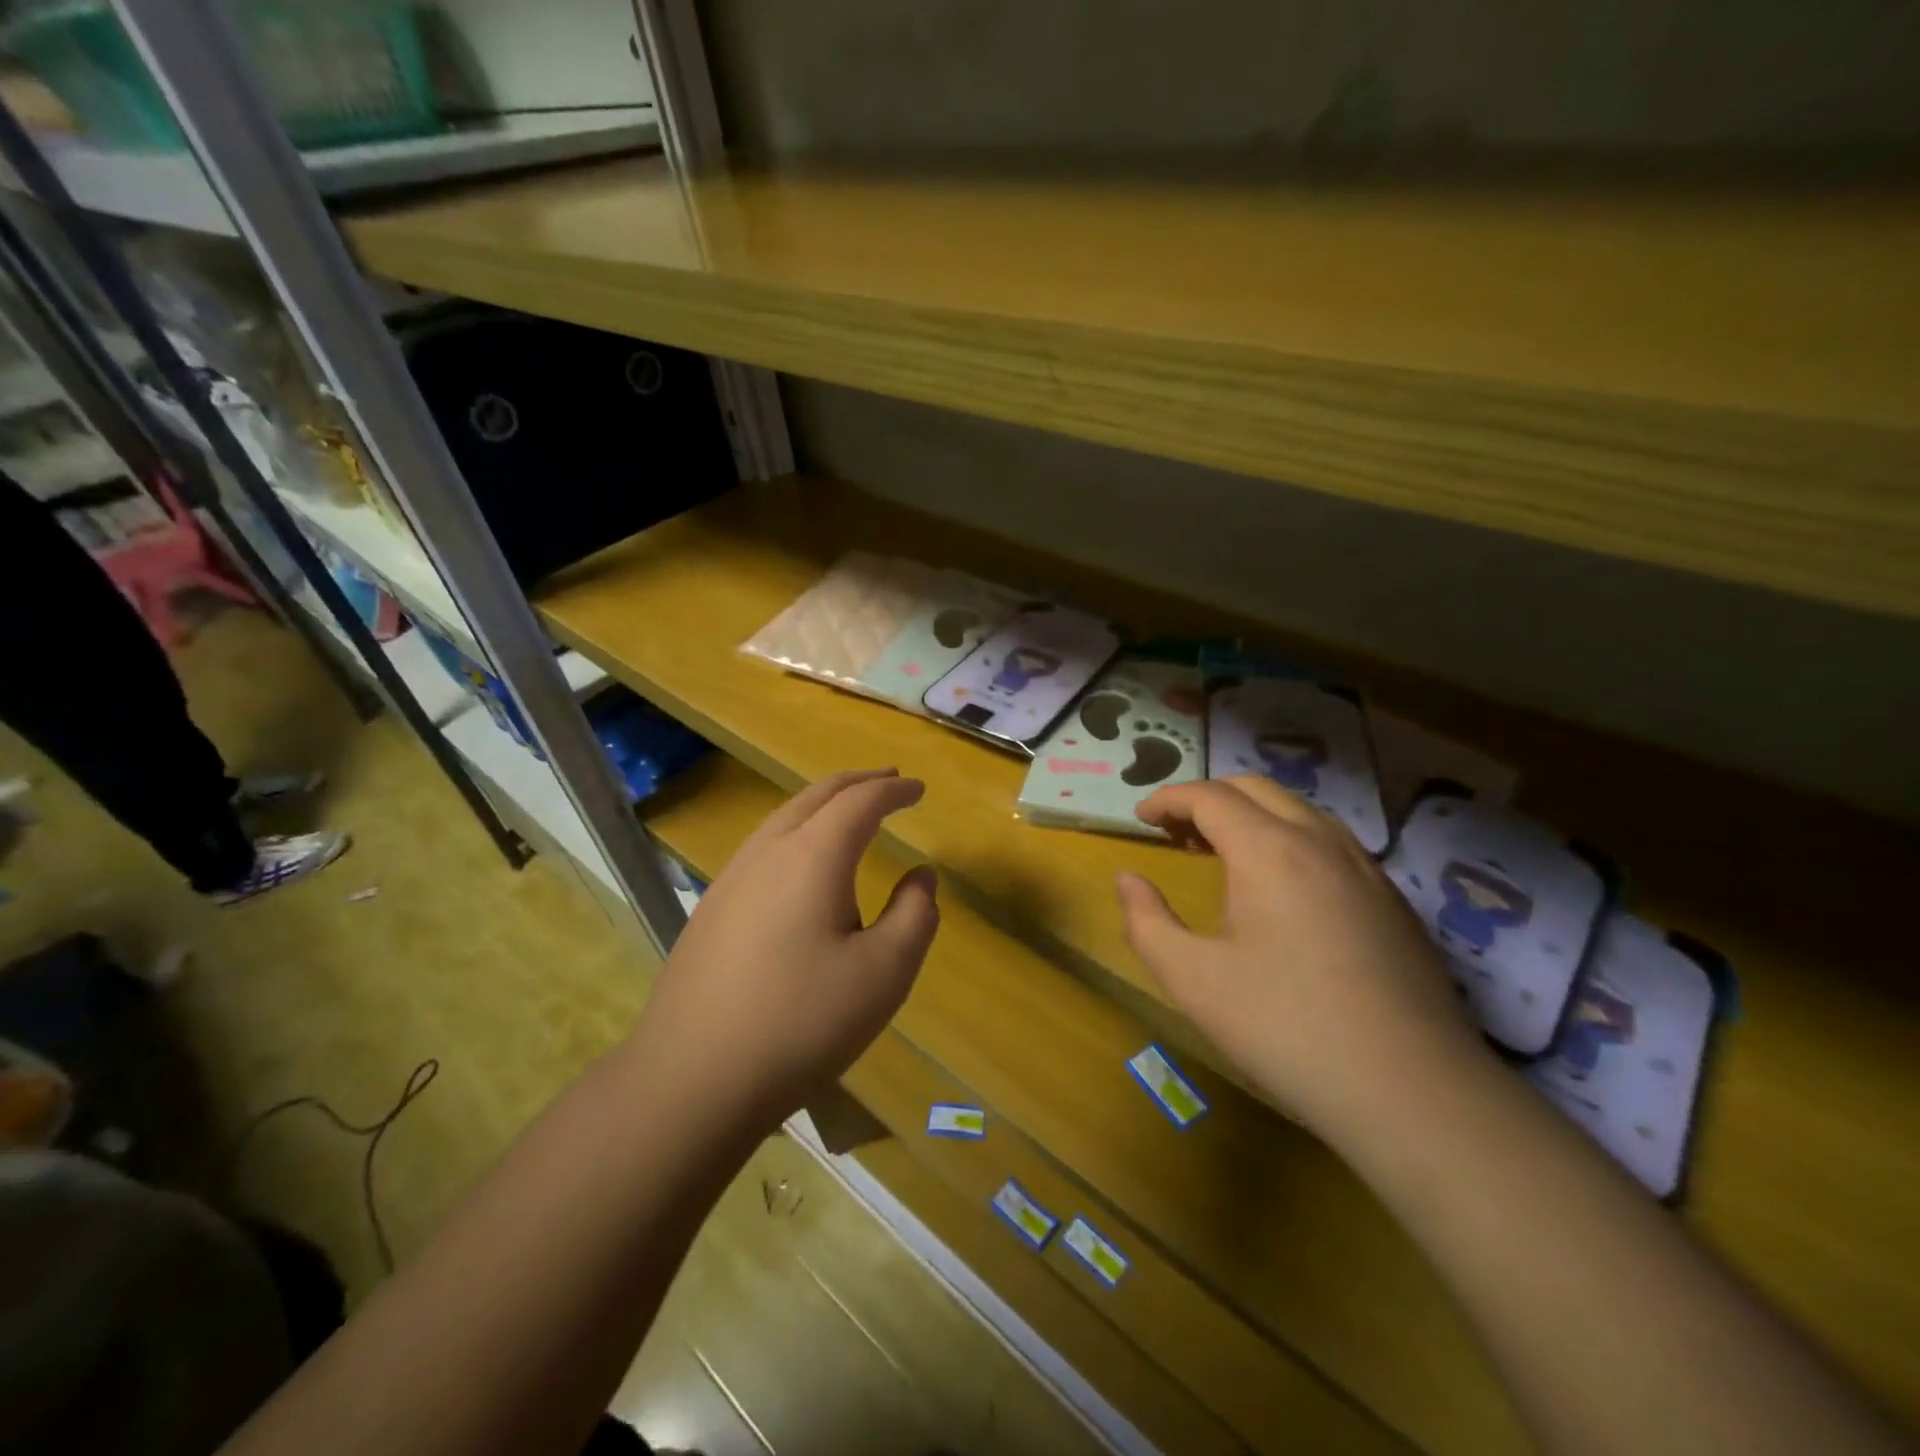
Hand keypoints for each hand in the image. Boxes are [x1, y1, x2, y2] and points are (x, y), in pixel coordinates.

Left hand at [630, 769, 939, 1133]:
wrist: (690, 1079)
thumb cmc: (801, 1023)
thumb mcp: (884, 974)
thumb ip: (914, 915)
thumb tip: (921, 876)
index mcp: (813, 856)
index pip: (861, 802)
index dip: (894, 791)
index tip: (919, 789)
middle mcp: (768, 852)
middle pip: (816, 796)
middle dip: (857, 783)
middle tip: (889, 781)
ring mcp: (730, 879)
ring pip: (783, 817)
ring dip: (823, 804)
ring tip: (849, 812)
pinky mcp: (710, 909)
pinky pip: (762, 846)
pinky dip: (796, 831)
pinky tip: (800, 864)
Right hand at [1116, 776, 1486, 1144]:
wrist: (1414, 1092)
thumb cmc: (1286, 1029)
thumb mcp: (1193, 980)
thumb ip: (1146, 922)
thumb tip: (1127, 880)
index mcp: (1269, 850)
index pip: (1209, 796)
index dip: (1168, 799)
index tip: (1141, 818)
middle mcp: (1320, 841)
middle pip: (1255, 788)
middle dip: (1207, 798)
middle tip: (1176, 832)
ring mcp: (1365, 867)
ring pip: (1298, 809)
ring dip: (1251, 815)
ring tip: (1222, 853)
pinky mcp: (1392, 899)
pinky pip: (1329, 840)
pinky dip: (1289, 838)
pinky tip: (1282, 888)